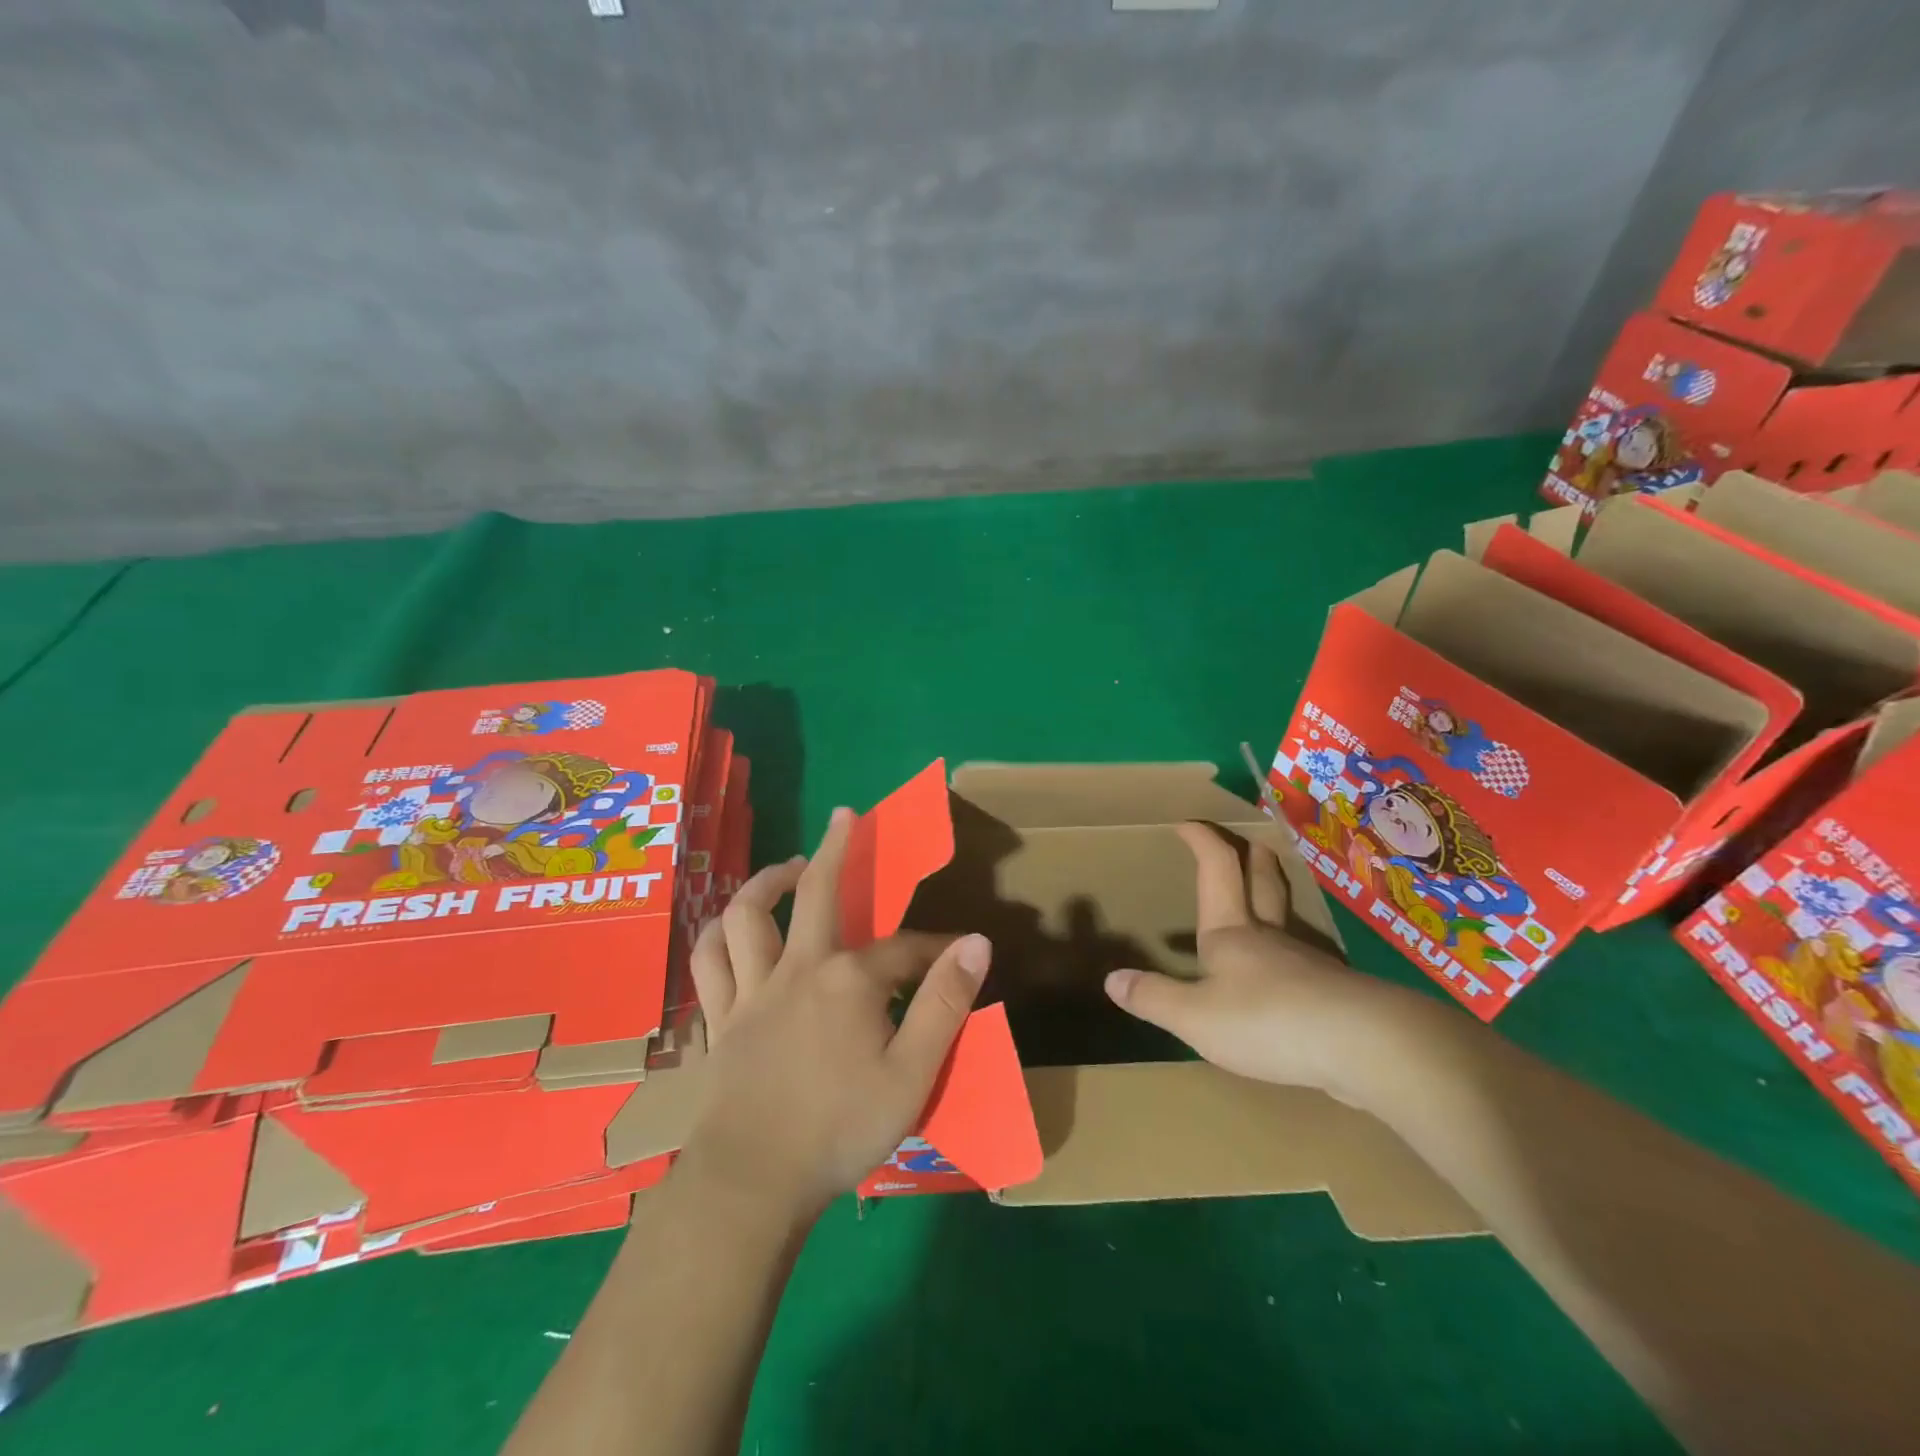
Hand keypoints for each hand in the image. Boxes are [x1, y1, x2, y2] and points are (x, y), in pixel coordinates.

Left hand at [680, 807, 991, 1221]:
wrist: (753, 1183)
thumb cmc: (839, 1129)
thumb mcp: (913, 1073)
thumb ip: (944, 1003)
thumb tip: (977, 943)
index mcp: (848, 980)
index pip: (904, 949)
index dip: (936, 949)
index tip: (960, 956)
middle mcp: (797, 969)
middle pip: (817, 893)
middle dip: (837, 849)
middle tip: (844, 816)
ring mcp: (752, 991)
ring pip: (746, 916)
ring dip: (765, 883)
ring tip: (787, 870)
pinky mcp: (721, 1021)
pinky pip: (708, 965)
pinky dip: (715, 937)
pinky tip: (726, 929)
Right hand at [1103, 822, 1423, 1099]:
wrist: (1366, 1046)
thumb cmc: (1267, 1020)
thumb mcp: (1195, 1017)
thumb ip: (1154, 998)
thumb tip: (1112, 979)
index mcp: (1231, 933)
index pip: (1216, 869)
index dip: (1202, 840)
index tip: (1188, 821)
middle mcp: (1269, 937)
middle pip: (1262, 882)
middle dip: (1250, 857)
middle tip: (1247, 840)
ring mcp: (1307, 964)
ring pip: (1286, 921)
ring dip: (1272, 901)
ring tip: (1261, 907)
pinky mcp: (1335, 995)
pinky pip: (1304, 965)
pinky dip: (1290, 958)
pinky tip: (1287, 981)